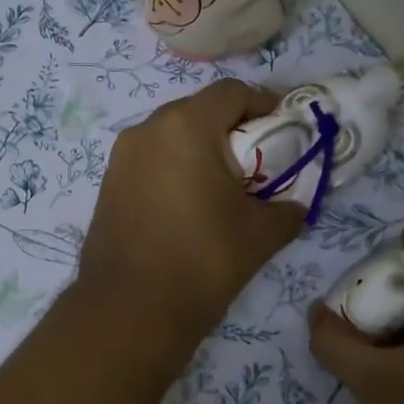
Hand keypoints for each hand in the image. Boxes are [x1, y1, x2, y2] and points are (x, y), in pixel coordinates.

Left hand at [79, 79, 303, 350]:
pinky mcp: (108, 184)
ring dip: (201, 150)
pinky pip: (151, 161)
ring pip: (171, 136)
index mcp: (186, 126)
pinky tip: (189, 205)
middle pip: (199, 111)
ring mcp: (121, 157)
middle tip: (258, 161)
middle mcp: (147, 129)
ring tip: (223, 187)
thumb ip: (287, 209)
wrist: (130, 309)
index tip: (285, 129)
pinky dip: (175, 169)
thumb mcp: (260, 234)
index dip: (264, 104)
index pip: (232, 93)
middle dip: (232, 129)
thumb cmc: (202, 259)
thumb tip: (295, 207)